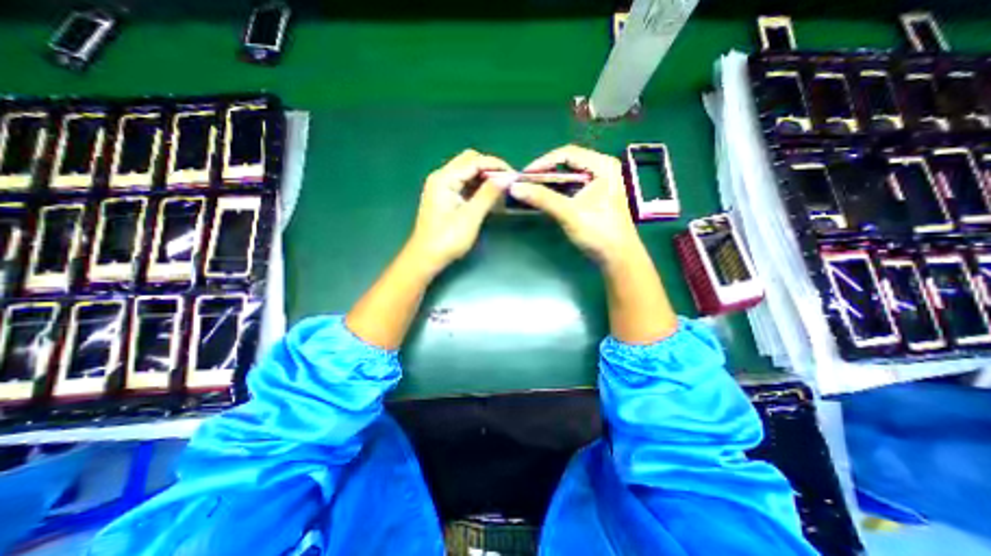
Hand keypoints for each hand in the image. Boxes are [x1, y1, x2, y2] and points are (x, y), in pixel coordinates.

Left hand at [404, 149, 510, 274]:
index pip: (474, 161)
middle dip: (490, 168)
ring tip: (502, 189)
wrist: (426, 258)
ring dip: (484, 177)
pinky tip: (489, 196)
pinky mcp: (444, 197)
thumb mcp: (471, 216)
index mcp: (444, 178)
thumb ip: (488, 194)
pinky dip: (477, 186)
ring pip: (467, 172)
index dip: (496, 165)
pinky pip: (463, 184)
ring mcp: (441, 187)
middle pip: (469, 161)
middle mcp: (441, 177)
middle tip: (507, 182)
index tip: (514, 175)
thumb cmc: (447, 239)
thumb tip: (507, 177)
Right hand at [510, 146, 643, 266]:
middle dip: (545, 173)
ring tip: (532, 190)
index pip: (567, 154)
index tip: (524, 175)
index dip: (543, 162)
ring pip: (569, 176)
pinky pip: (572, 187)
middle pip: (568, 163)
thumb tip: (515, 187)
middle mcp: (603, 169)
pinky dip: (558, 191)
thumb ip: (543, 198)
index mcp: (603, 166)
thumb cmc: (599, 233)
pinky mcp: (596, 195)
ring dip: (550, 183)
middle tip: (526, 183)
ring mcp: (600, 182)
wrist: (618, 258)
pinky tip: (546, 198)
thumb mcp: (569, 213)